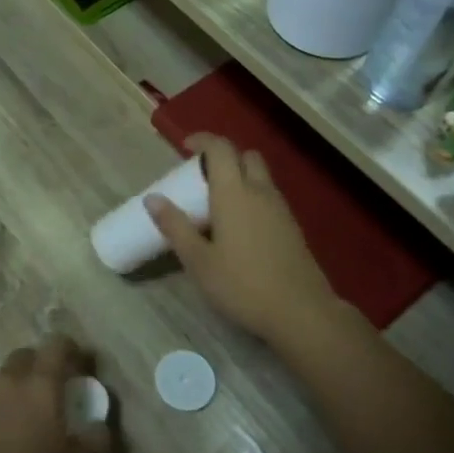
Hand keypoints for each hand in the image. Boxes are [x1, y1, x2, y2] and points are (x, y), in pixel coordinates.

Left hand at [0, 337, 118, 452]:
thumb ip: (96, 442)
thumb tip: (102, 426)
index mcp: (40, 385)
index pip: (57, 345)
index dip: (73, 350)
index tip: (84, 367)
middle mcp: (9, 381)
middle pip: (27, 355)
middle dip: (43, 364)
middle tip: (57, 390)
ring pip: (5, 377)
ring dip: (21, 385)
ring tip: (32, 417)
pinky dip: (2, 406)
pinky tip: (8, 435)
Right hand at [146, 134, 339, 347]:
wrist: (301, 312)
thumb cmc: (242, 285)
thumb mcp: (198, 260)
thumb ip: (175, 226)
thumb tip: (152, 198)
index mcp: (234, 193)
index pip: (221, 148)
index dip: (203, 140)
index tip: (185, 147)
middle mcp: (260, 192)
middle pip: (246, 156)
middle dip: (224, 157)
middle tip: (202, 176)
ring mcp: (281, 209)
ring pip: (260, 177)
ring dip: (239, 177)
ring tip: (216, 203)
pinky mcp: (292, 228)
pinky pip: (269, 197)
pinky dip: (252, 197)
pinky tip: (239, 226)